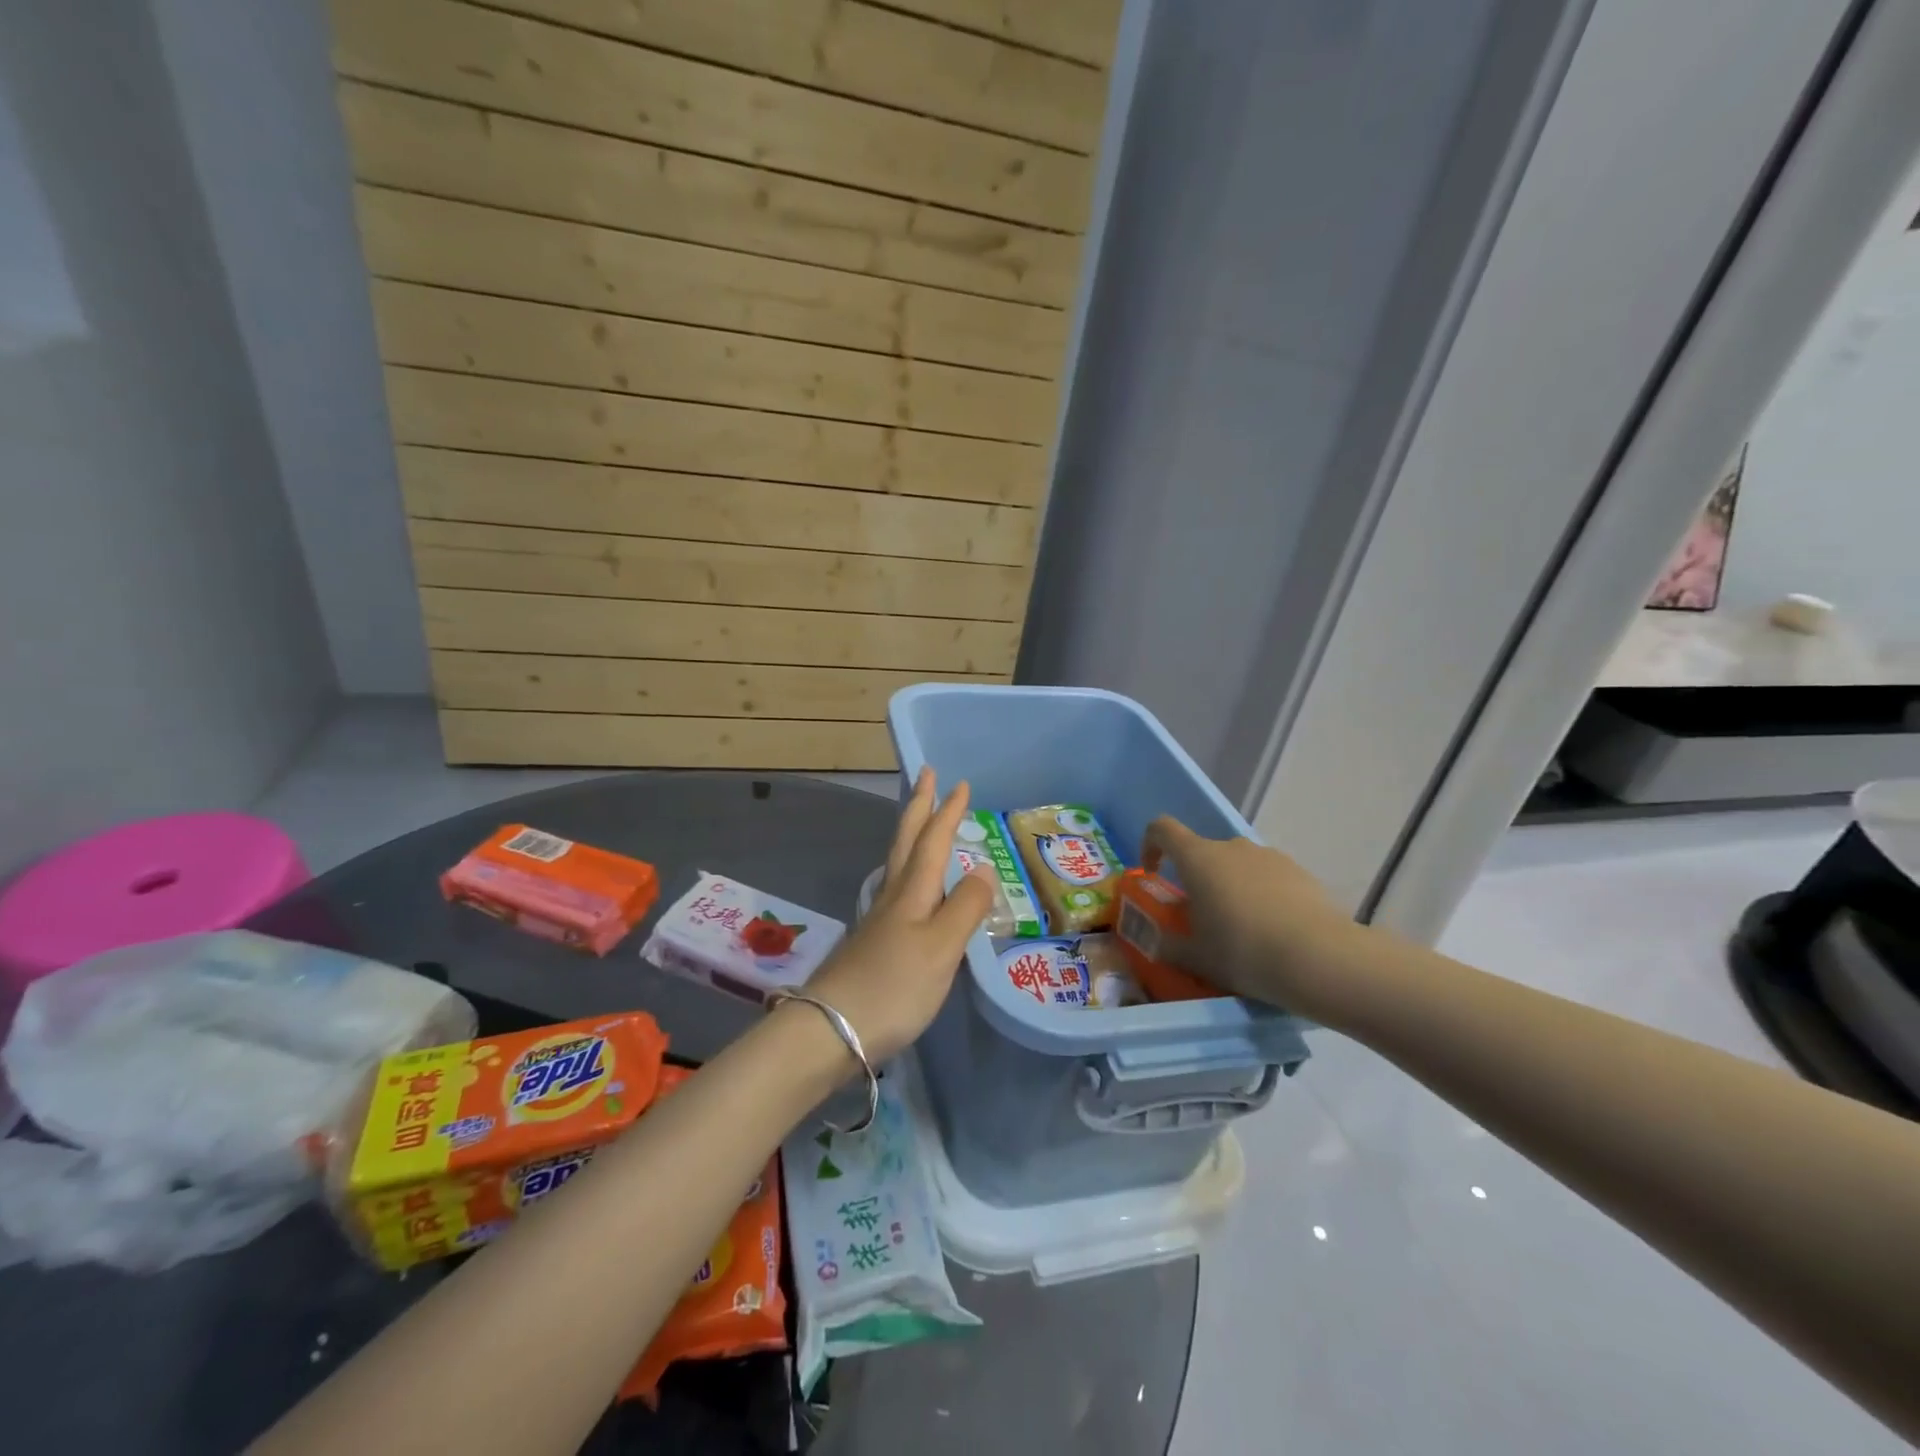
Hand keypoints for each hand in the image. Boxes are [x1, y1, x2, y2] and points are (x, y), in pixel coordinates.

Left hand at [805, 770, 994, 1062]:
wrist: (830, 1030)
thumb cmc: (893, 986)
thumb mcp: (941, 947)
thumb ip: (965, 907)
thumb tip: (983, 867)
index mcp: (912, 892)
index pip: (933, 841)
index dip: (947, 812)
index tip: (959, 784)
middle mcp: (892, 897)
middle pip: (906, 842)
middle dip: (919, 808)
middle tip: (927, 777)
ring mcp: (878, 920)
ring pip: (897, 863)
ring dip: (911, 835)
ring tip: (921, 822)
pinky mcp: (872, 944)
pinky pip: (895, 890)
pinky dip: (908, 872)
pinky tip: (910, 887)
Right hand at [1141, 817, 1362, 1020]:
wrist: (1320, 958)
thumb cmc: (1243, 951)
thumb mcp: (1196, 957)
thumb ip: (1169, 946)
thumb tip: (1156, 942)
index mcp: (1198, 858)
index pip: (1162, 829)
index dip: (1150, 845)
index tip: (1154, 873)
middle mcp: (1232, 847)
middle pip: (1203, 852)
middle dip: (1196, 879)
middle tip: (1202, 920)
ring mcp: (1269, 856)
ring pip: (1237, 866)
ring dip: (1230, 888)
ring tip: (1242, 930)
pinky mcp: (1299, 872)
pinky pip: (1267, 877)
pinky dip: (1261, 896)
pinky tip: (1273, 931)